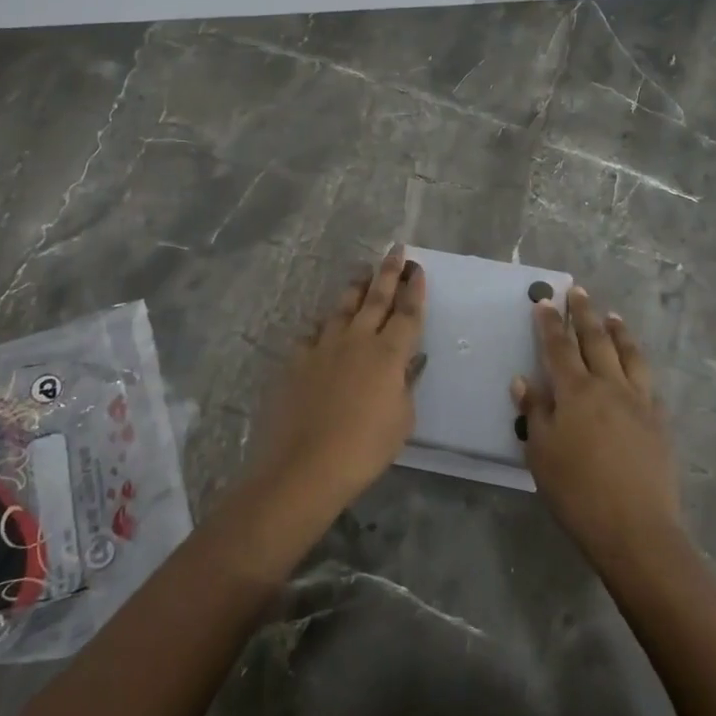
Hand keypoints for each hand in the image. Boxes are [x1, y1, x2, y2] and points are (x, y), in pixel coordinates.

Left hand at [247, 245, 427, 517]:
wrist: (306, 465)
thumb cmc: (365, 448)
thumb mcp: (401, 419)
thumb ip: (405, 385)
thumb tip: (407, 363)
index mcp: (389, 353)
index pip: (407, 312)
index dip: (414, 289)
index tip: (417, 268)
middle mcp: (358, 339)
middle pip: (376, 297)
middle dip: (388, 271)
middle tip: (395, 250)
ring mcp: (324, 346)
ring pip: (343, 307)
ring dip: (355, 288)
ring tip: (362, 272)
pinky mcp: (297, 359)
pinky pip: (312, 334)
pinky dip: (322, 326)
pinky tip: (322, 324)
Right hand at [512, 287, 681, 564]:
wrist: (636, 528)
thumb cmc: (577, 492)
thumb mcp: (541, 454)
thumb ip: (534, 413)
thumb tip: (523, 380)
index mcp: (575, 392)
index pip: (558, 347)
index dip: (550, 323)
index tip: (545, 301)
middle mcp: (609, 386)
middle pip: (595, 340)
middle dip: (584, 313)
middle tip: (578, 291)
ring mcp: (638, 401)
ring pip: (628, 355)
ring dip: (618, 332)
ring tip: (612, 316)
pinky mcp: (658, 421)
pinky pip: (648, 382)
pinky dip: (638, 364)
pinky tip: (636, 365)